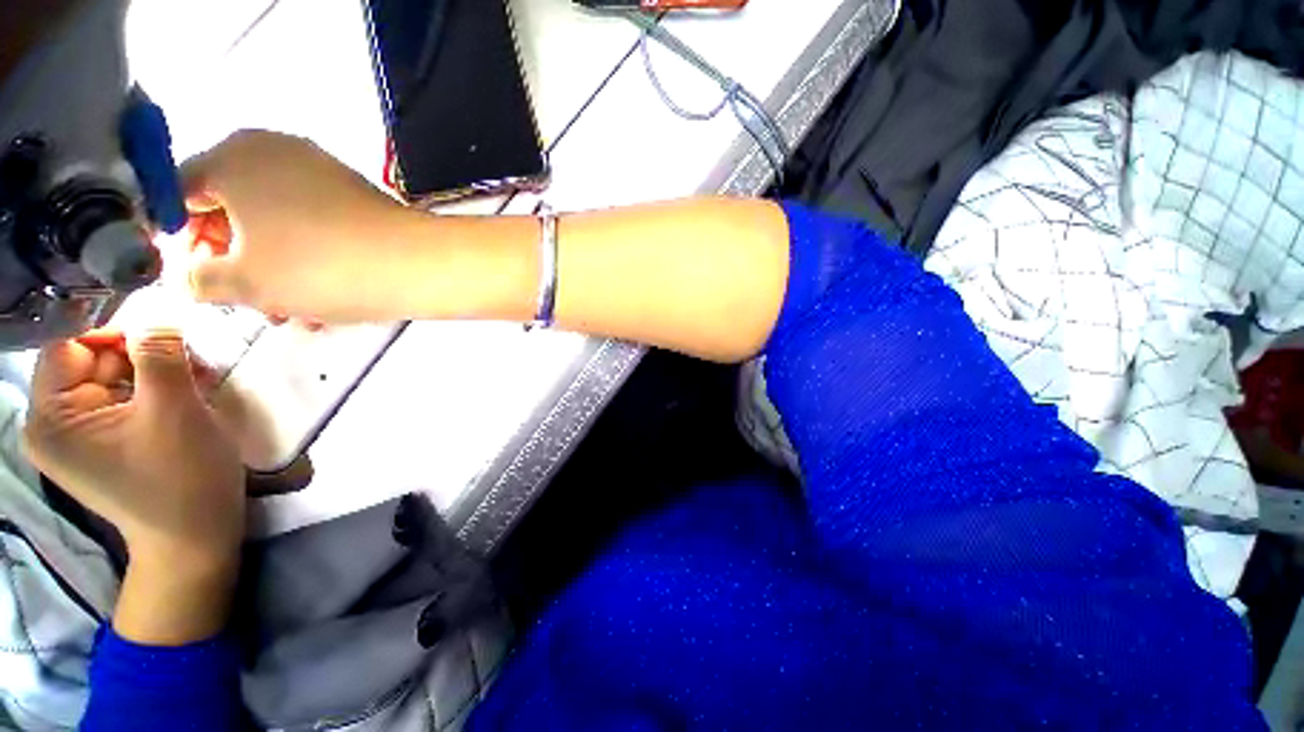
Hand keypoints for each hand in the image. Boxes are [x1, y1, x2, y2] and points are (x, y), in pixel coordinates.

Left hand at [23, 331, 244, 643]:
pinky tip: (185, 398)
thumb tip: (159, 311)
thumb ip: (159, 355)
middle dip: (141, 357)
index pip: (70, 348)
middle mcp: (53, 425)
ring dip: (154, 374)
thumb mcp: (174, 411)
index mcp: (51, 420)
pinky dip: (154, 392)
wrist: (195, 537)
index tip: (165, 341)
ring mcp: (78, 436)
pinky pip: (122, 399)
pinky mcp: (102, 443)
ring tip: (195, 382)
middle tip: (190, 364)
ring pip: (112, 378)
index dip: (116, 335)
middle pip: (91, 362)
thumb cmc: (181, 478)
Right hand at [182, 129, 420, 321]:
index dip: (179, 240)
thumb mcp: (243, 282)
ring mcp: (319, 168)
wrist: (417, 264)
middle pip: (229, 208)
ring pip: (273, 221)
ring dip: (272, 268)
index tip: (194, 277)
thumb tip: (190, 275)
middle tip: (246, 302)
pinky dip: (306, 256)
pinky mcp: (353, 192)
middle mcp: (273, 149)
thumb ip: (197, 279)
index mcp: (232, 156)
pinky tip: (320, 298)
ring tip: (288, 311)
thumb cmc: (318, 267)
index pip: (179, 195)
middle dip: (232, 261)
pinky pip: (311, 221)